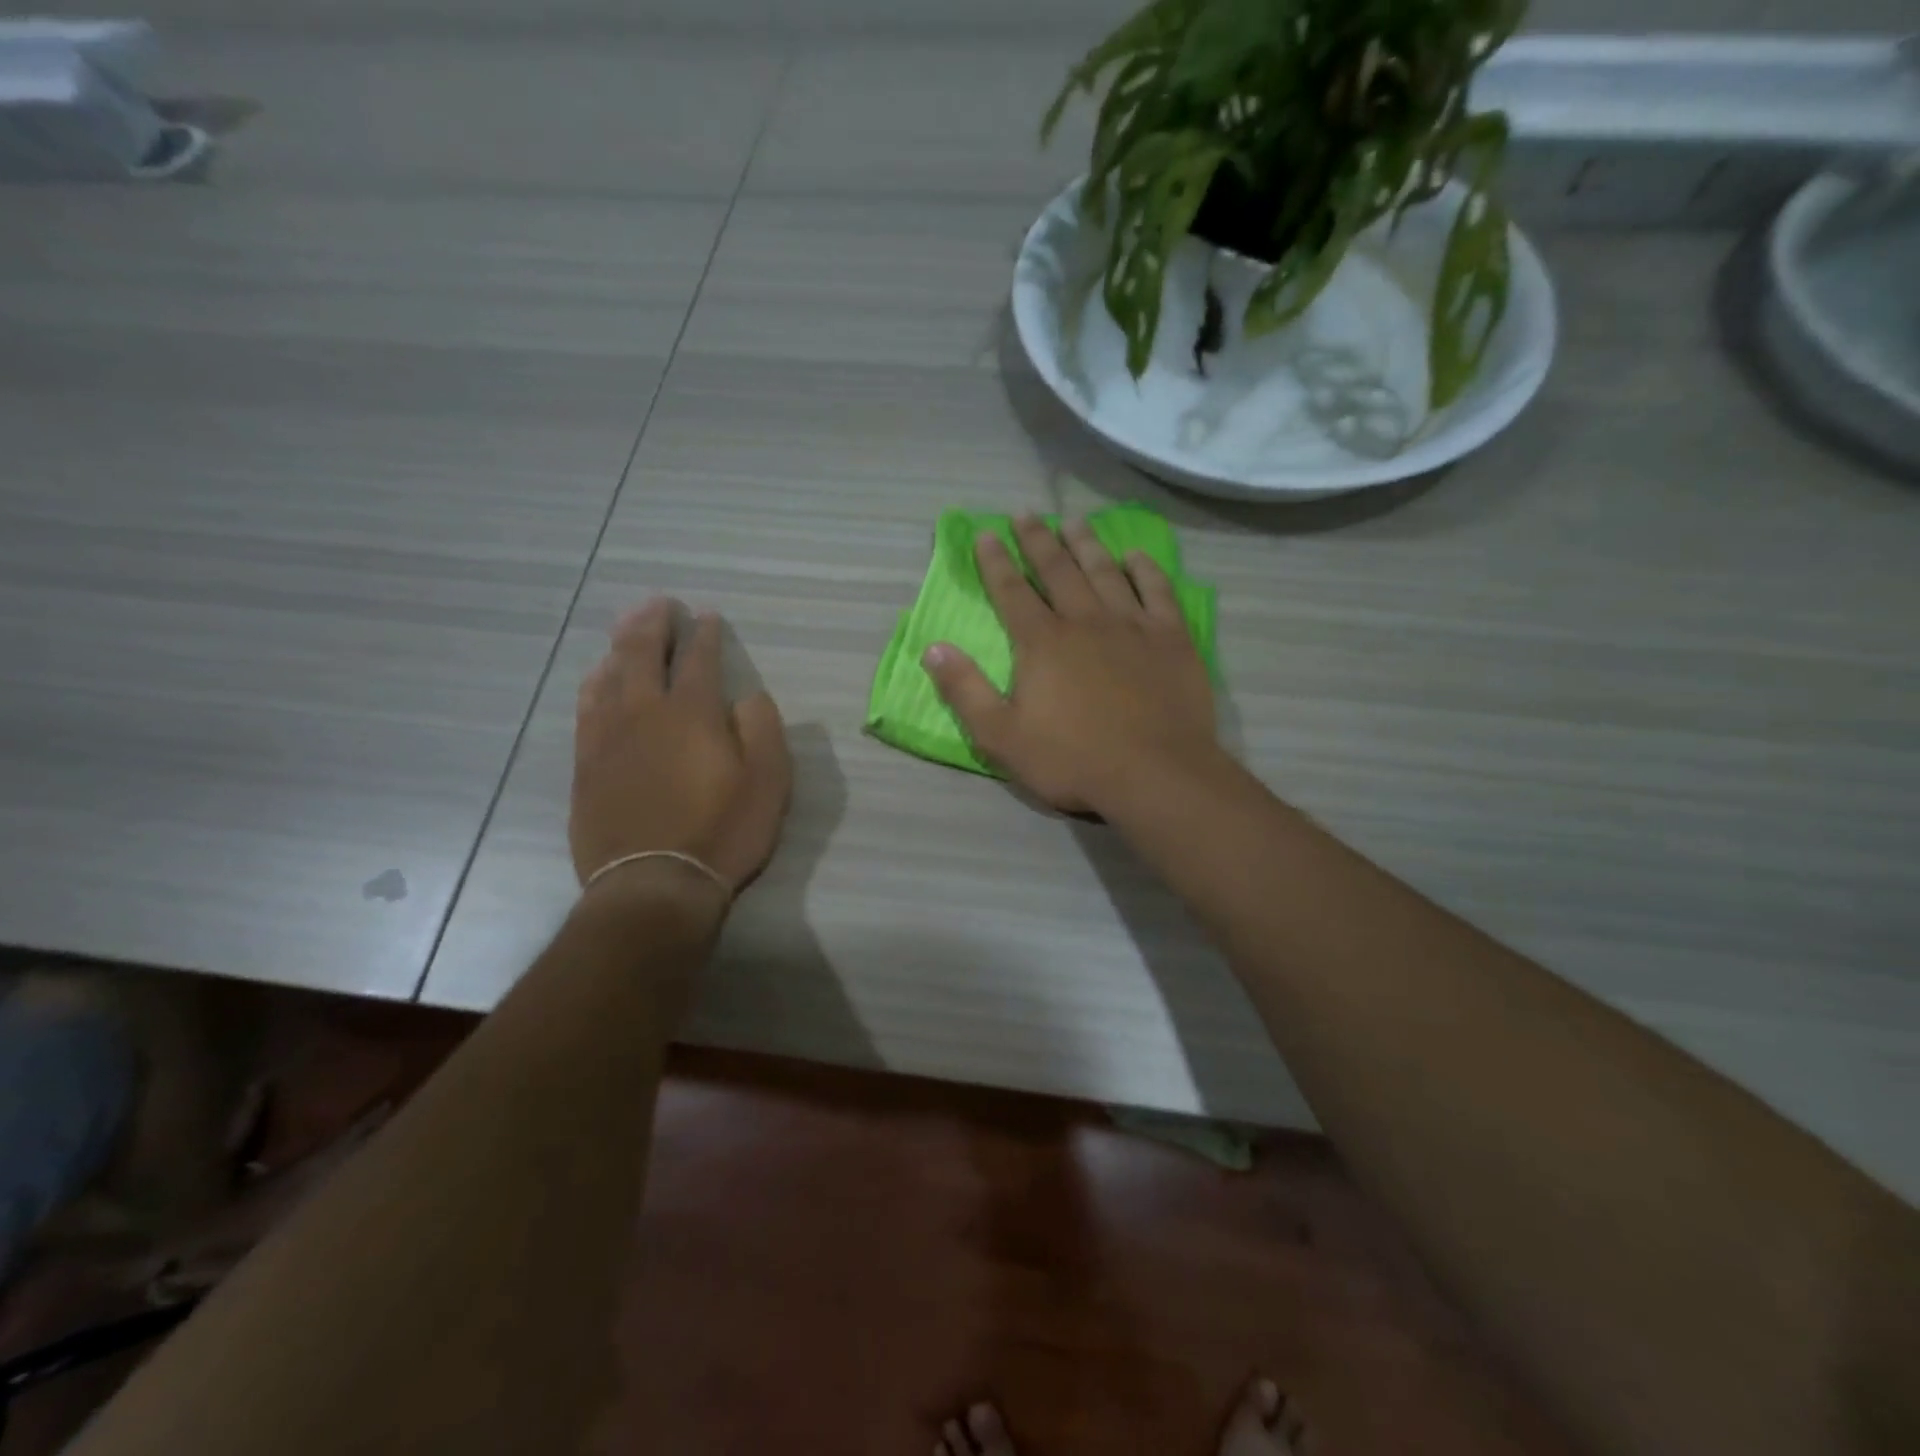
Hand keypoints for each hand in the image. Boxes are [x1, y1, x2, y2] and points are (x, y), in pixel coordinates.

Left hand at [571, 599, 790, 896]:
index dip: (704, 634)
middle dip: (653, 624)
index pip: (698, 659)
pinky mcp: (586, 764)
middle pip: (642, 653)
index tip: (707, 617)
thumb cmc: (722, 832)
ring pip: (608, 675)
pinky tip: (597, 678)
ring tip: (627, 627)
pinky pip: (586, 708)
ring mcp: (608, 737)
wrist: (654, 885)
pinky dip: (594, 683)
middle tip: (659, 604)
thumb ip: (762, 729)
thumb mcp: (769, 782)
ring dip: (619, 645)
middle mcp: (644, 713)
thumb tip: (748, 697)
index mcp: (692, 713)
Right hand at [921, 515, 1219, 814]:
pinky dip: (1145, 570)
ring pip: (1105, 571)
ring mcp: (1132, 625)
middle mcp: (1085, 620)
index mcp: (1042, 642)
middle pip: (1057, 570)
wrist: (1155, 775)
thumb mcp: (1002, 736)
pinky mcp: (1171, 638)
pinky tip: (1135, 557)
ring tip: (1074, 522)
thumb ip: (965, 690)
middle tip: (1026, 514)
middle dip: (1037, 540)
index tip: (986, 534)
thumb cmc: (1073, 760)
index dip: (995, 562)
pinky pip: (1157, 592)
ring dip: (1086, 544)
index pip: (1012, 591)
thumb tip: (934, 647)